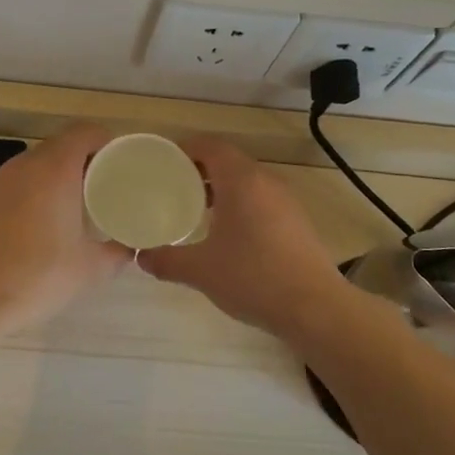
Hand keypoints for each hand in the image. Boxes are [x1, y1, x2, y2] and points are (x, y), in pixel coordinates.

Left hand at [0, 122, 130, 329]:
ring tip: (74, 205)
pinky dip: (34, 191)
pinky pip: (17, 183)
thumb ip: (117, 253)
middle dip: (84, 159)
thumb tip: (129, 248)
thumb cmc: (37, 277)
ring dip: (57, 175)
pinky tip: (40, 224)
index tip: (120, 163)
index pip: (84, 132)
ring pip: (36, 164)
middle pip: (60, 145)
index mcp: (55, 170)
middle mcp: (25, 166)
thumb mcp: (90, 269)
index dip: (106, 141)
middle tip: (102, 186)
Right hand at [137, 136, 352, 342]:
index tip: (163, 163)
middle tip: (172, 187)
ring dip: (220, 188)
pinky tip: (227, 234)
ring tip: (195, 210)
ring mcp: (285, 200)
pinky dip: (239, 204)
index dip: (185, 149)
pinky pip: (260, 199)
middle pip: (228, 160)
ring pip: (246, 180)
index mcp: (241, 180)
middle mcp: (265, 181)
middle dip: (199, 170)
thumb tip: (140, 257)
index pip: (210, 146)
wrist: (315, 307)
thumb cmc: (253, 277)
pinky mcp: (296, 221)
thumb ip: (167, 260)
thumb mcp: (201, 270)